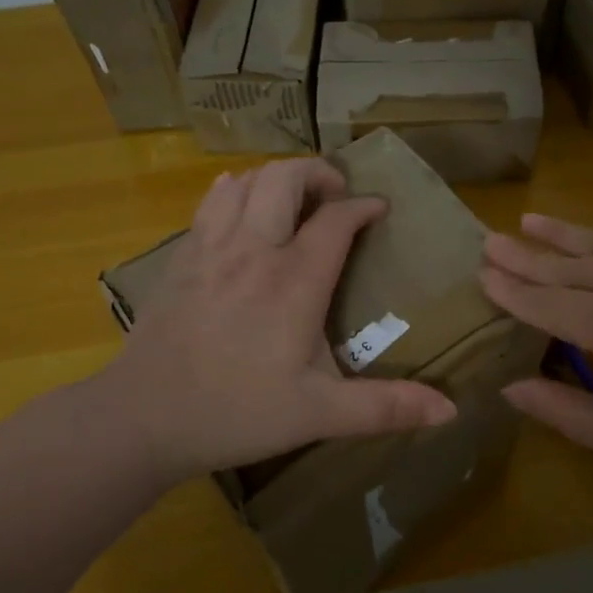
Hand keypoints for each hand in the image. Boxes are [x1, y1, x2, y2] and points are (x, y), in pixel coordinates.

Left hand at [106, 158, 456, 484]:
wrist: (142, 418)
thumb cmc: (236, 413)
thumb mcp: (319, 415)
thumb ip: (385, 408)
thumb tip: (450, 411)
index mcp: (294, 282)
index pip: (336, 220)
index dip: (363, 206)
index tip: (380, 209)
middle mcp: (253, 250)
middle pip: (285, 178)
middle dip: (319, 173)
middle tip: (337, 194)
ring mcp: (211, 249)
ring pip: (246, 182)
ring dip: (276, 178)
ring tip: (294, 199)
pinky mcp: (181, 258)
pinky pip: (210, 202)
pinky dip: (234, 191)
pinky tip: (240, 205)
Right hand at [480, 214, 592, 480]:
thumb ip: (563, 411)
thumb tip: (508, 386)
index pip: (549, 303)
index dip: (513, 291)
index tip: (483, 275)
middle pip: (570, 267)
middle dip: (527, 256)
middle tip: (490, 241)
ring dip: (562, 235)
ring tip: (528, 220)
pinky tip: (586, 238)